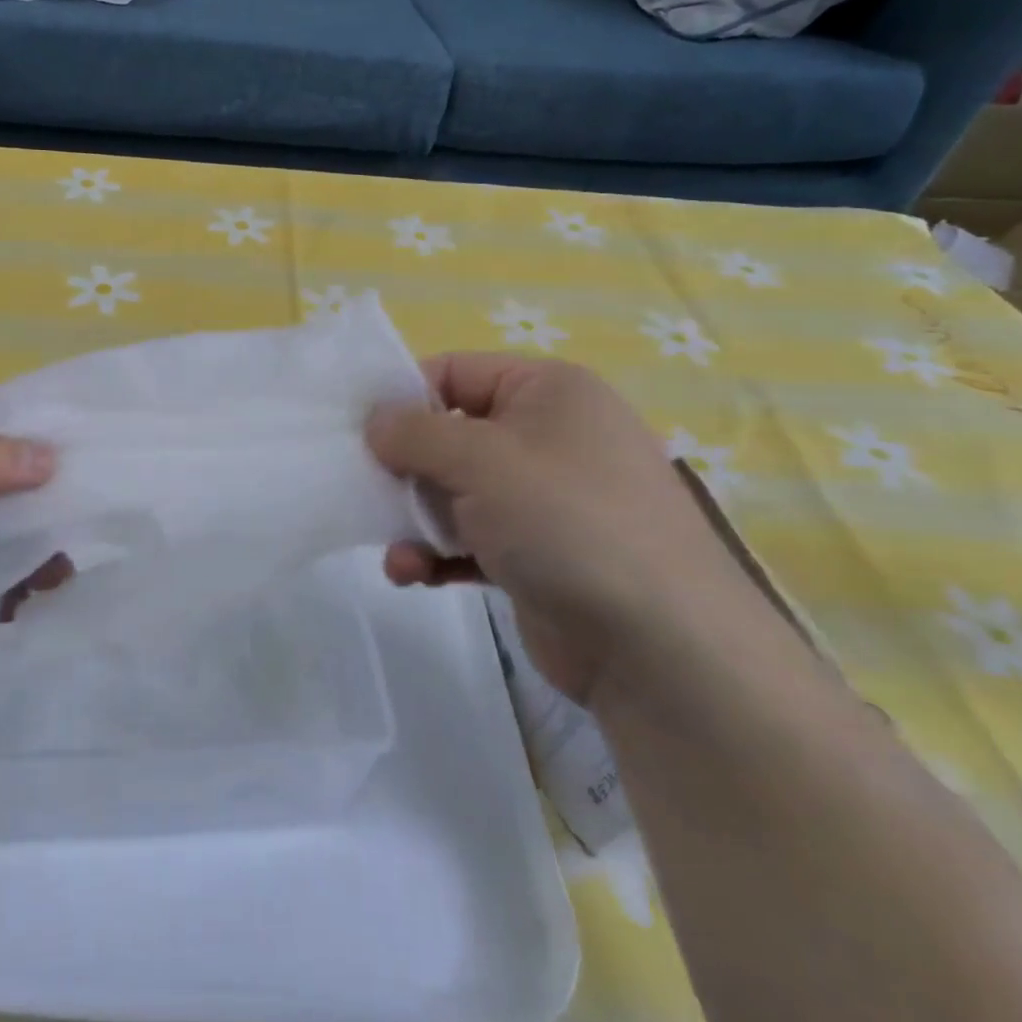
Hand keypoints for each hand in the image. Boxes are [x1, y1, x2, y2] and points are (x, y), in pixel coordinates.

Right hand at [367, 354, 756, 706]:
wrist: (662, 649)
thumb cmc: (566, 521)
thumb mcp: (479, 459)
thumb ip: (414, 432)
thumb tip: (375, 422)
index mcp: (547, 391)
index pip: (455, 372)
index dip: (403, 396)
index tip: (359, 430)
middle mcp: (548, 436)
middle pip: (450, 434)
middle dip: (405, 466)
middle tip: (366, 490)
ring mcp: (545, 499)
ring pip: (455, 491)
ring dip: (415, 517)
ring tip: (395, 548)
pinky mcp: (536, 554)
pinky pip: (471, 538)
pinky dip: (438, 552)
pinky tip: (411, 573)